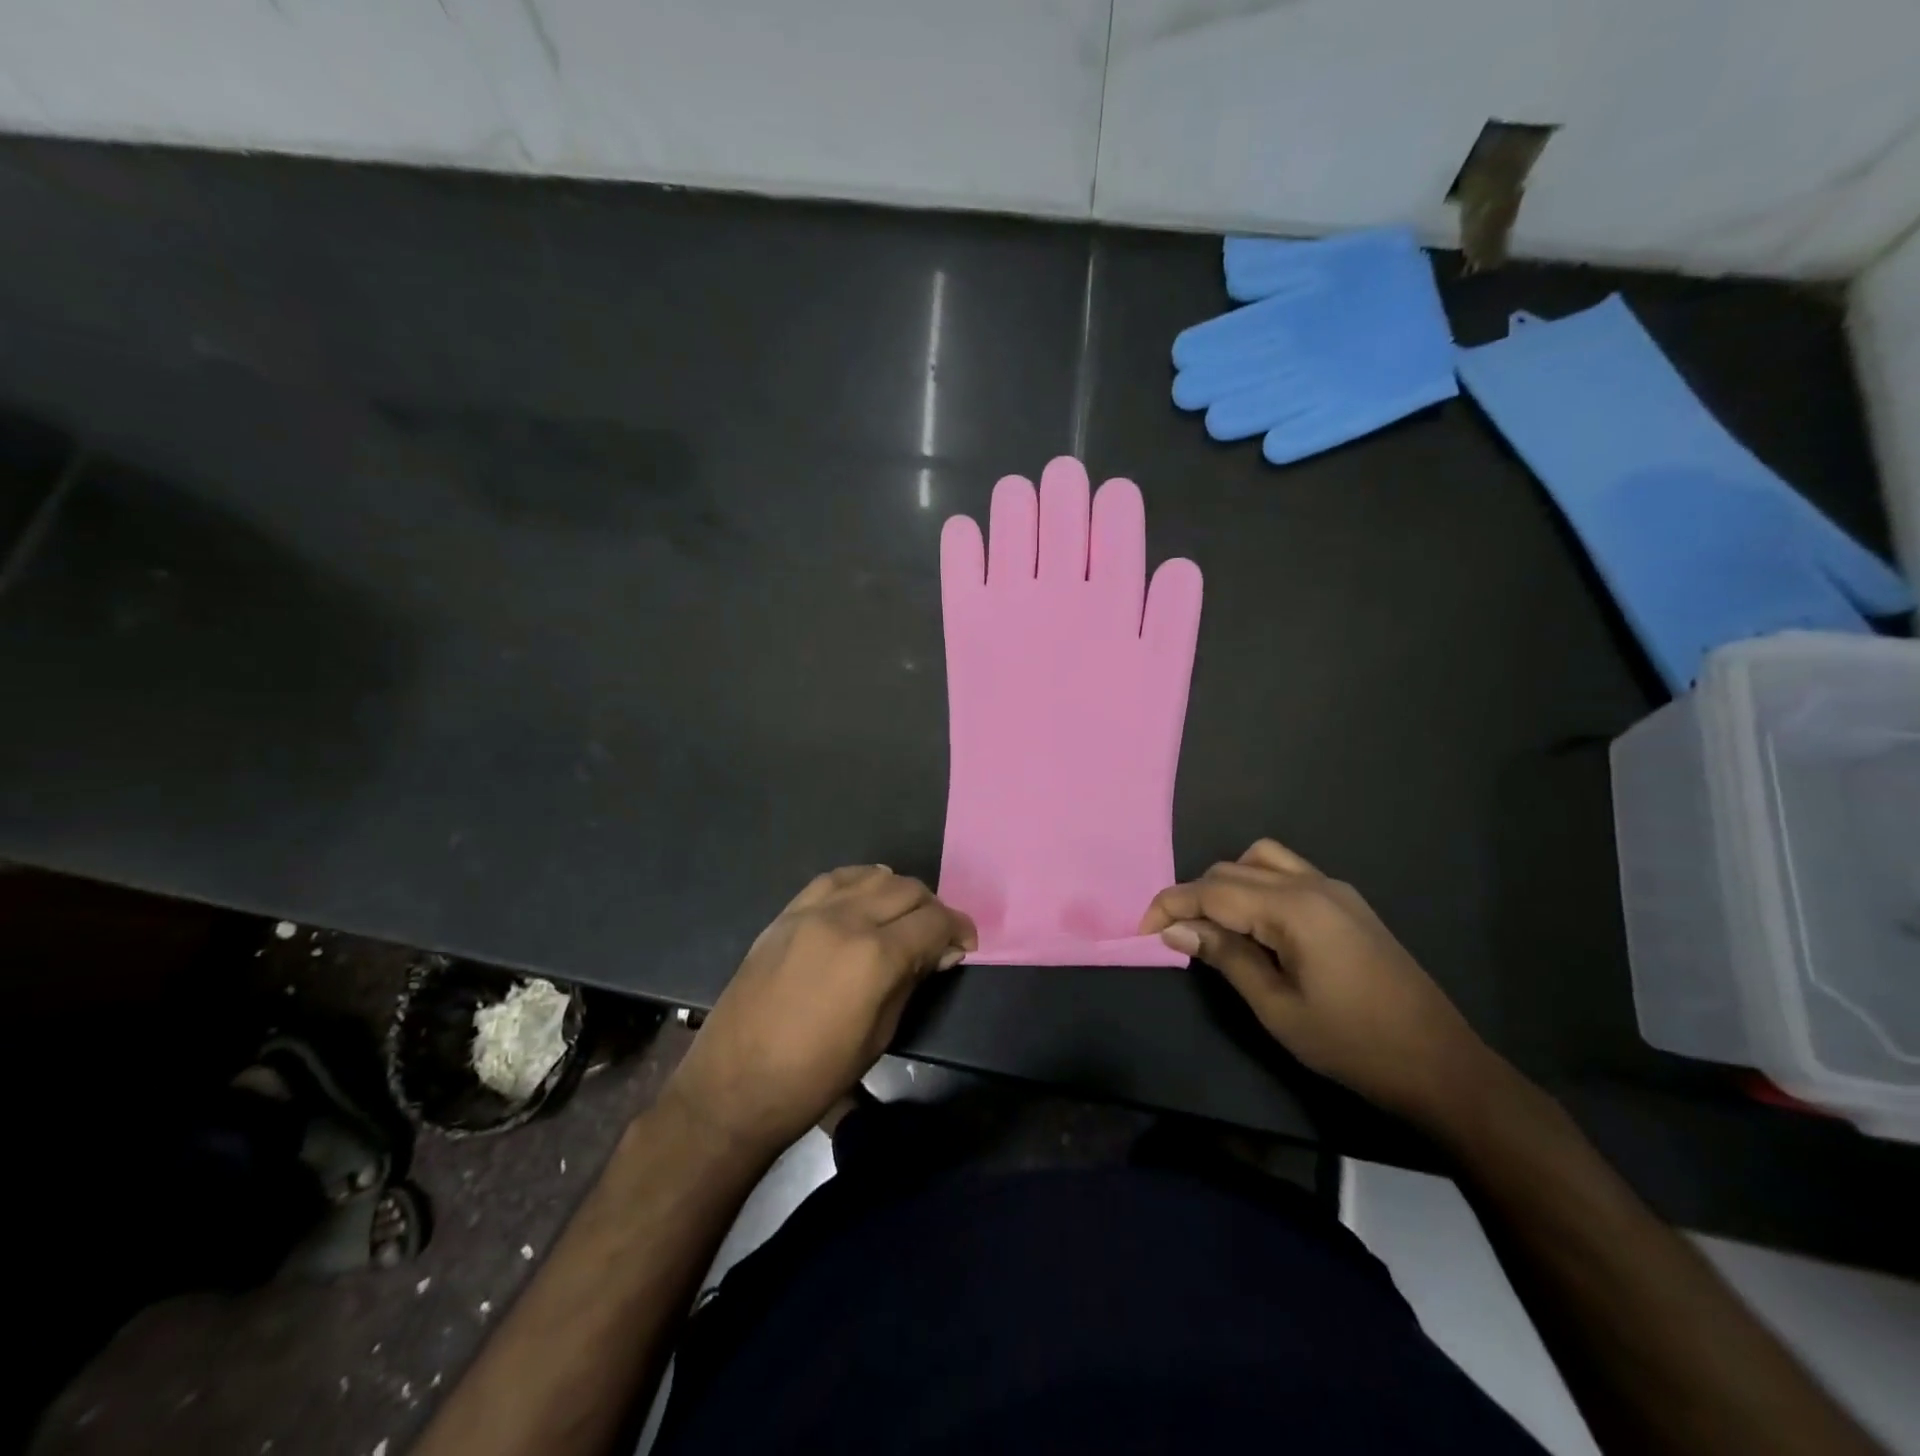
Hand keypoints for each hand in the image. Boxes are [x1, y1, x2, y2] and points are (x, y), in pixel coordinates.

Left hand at [663, 866, 976, 1158]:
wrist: (734, 1085)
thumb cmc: (815, 1076)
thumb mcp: (879, 1035)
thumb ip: (911, 981)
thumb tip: (940, 953)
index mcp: (875, 956)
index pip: (934, 921)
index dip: (958, 929)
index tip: (965, 945)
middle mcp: (847, 920)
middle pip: (907, 890)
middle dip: (932, 909)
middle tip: (937, 936)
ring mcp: (812, 912)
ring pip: (873, 876)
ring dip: (898, 892)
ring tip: (902, 918)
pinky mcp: (787, 913)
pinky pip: (833, 879)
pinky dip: (859, 882)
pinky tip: (865, 898)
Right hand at [1140, 839, 1493, 1125]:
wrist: (1441, 1065)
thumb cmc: (1353, 1044)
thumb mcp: (1277, 1008)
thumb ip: (1225, 957)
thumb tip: (1177, 930)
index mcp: (1293, 908)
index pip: (1212, 891)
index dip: (1170, 906)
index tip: (1142, 931)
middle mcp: (1312, 884)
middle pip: (1231, 871)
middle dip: (1193, 897)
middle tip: (1175, 938)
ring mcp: (1334, 889)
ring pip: (1259, 860)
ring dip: (1225, 884)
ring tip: (1213, 926)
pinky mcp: (1347, 903)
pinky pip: (1287, 872)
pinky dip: (1256, 885)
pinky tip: (1255, 924)